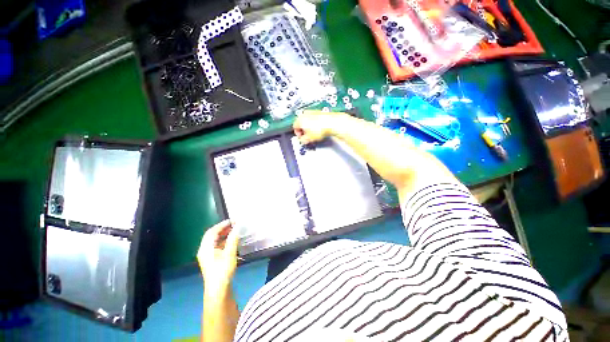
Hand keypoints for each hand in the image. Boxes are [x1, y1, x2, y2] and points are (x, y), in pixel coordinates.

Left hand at [197, 220, 239, 290]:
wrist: (218, 290)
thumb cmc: (223, 270)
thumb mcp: (229, 253)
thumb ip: (233, 238)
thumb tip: (238, 226)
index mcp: (206, 248)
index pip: (212, 232)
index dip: (222, 225)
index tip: (232, 221)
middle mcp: (204, 250)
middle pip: (212, 235)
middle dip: (223, 229)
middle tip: (234, 224)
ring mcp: (207, 256)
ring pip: (215, 241)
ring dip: (224, 234)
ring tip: (234, 230)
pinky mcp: (212, 260)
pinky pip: (217, 246)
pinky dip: (224, 241)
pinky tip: (232, 241)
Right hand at [293, 110, 346, 144]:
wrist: (332, 123)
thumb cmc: (321, 129)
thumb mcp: (309, 138)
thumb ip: (303, 140)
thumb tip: (302, 140)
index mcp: (300, 119)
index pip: (294, 127)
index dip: (298, 134)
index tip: (301, 137)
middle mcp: (305, 114)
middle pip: (300, 123)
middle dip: (303, 130)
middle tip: (307, 136)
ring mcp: (312, 112)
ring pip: (307, 120)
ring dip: (309, 127)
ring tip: (314, 133)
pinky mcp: (319, 112)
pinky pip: (314, 118)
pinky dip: (315, 123)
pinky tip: (319, 129)